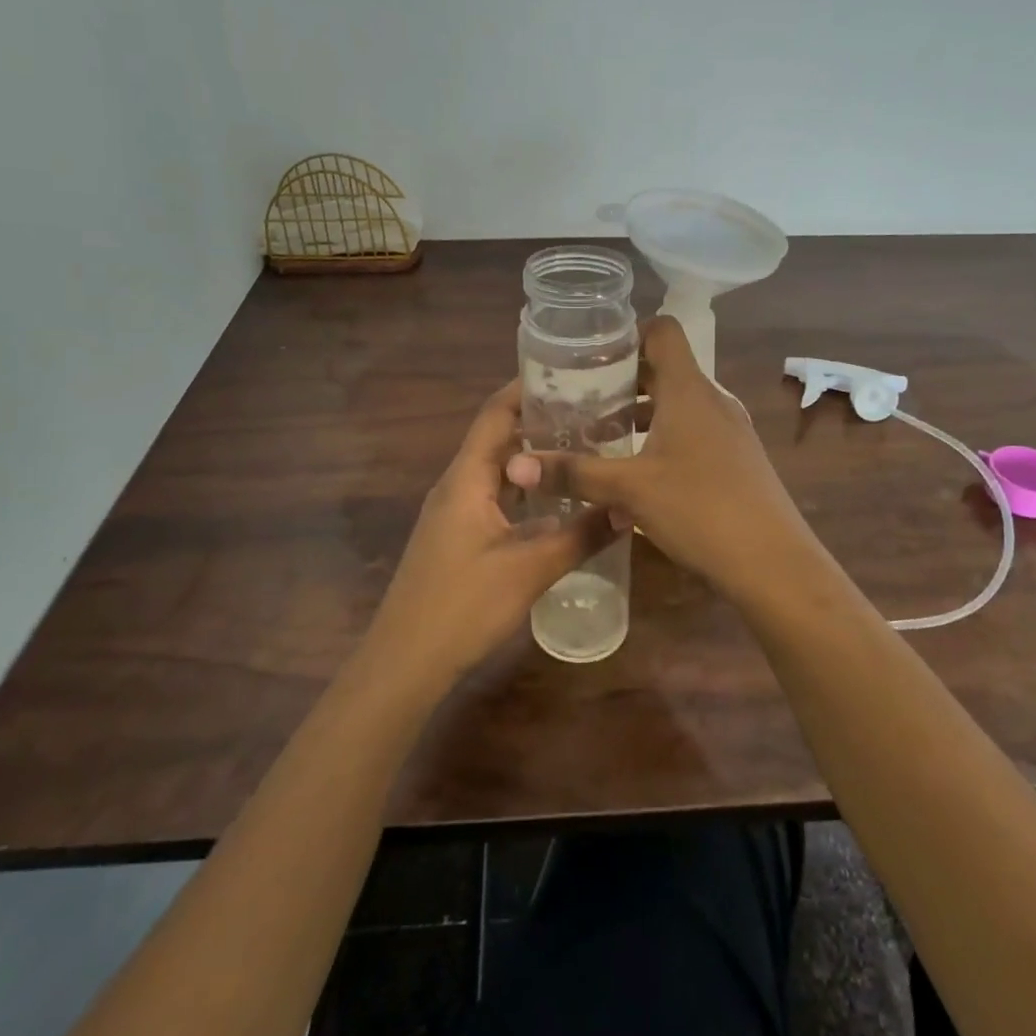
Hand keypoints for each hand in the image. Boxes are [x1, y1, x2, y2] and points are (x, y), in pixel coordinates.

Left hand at [366, 380, 616, 680]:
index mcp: (467, 478)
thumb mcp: (530, 569)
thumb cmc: (462, 606)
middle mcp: (457, 485)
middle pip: (499, 438)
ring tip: (583, 448)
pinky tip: (558, 502)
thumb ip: (581, 535)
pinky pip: (496, 497)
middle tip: (593, 412)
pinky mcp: (458, 537)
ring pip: (499, 470)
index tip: (570, 374)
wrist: (404, 662)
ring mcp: (455, 512)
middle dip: (541, 421)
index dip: (526, 387)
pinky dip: (526, 490)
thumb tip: (630, 507)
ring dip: (535, 458)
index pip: (496, 413)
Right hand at [505, 317, 815, 606]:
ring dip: (641, 413)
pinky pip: (692, 432)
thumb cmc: (700, 509)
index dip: (627, 333)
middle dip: (622, 379)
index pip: (662, 330)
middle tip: (580, 397)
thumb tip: (515, 465)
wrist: (774, 563)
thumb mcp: (629, 490)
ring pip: (678, 404)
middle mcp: (712, 400)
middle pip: (665, 368)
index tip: (590, 356)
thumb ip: (574, 473)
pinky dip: (661, 437)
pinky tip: (636, 471)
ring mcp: (729, 430)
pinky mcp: (736, 459)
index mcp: (689, 390)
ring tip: (600, 434)